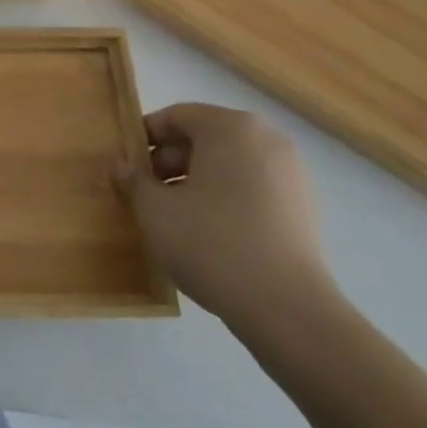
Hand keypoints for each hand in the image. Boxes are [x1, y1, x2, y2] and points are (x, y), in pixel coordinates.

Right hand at [113, 104, 337, 337]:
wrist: (289, 311)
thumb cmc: (212, 243)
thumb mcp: (154, 210)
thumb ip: (133, 180)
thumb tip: (121, 167)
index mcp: (230, 127)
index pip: (175, 117)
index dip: (144, 139)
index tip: (127, 167)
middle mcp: (266, 138)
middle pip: (205, 138)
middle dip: (170, 162)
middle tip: (147, 194)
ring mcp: (292, 174)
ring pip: (230, 165)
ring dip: (198, 182)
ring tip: (176, 217)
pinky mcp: (305, 209)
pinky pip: (254, 189)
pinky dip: (228, 200)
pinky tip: (210, 234)